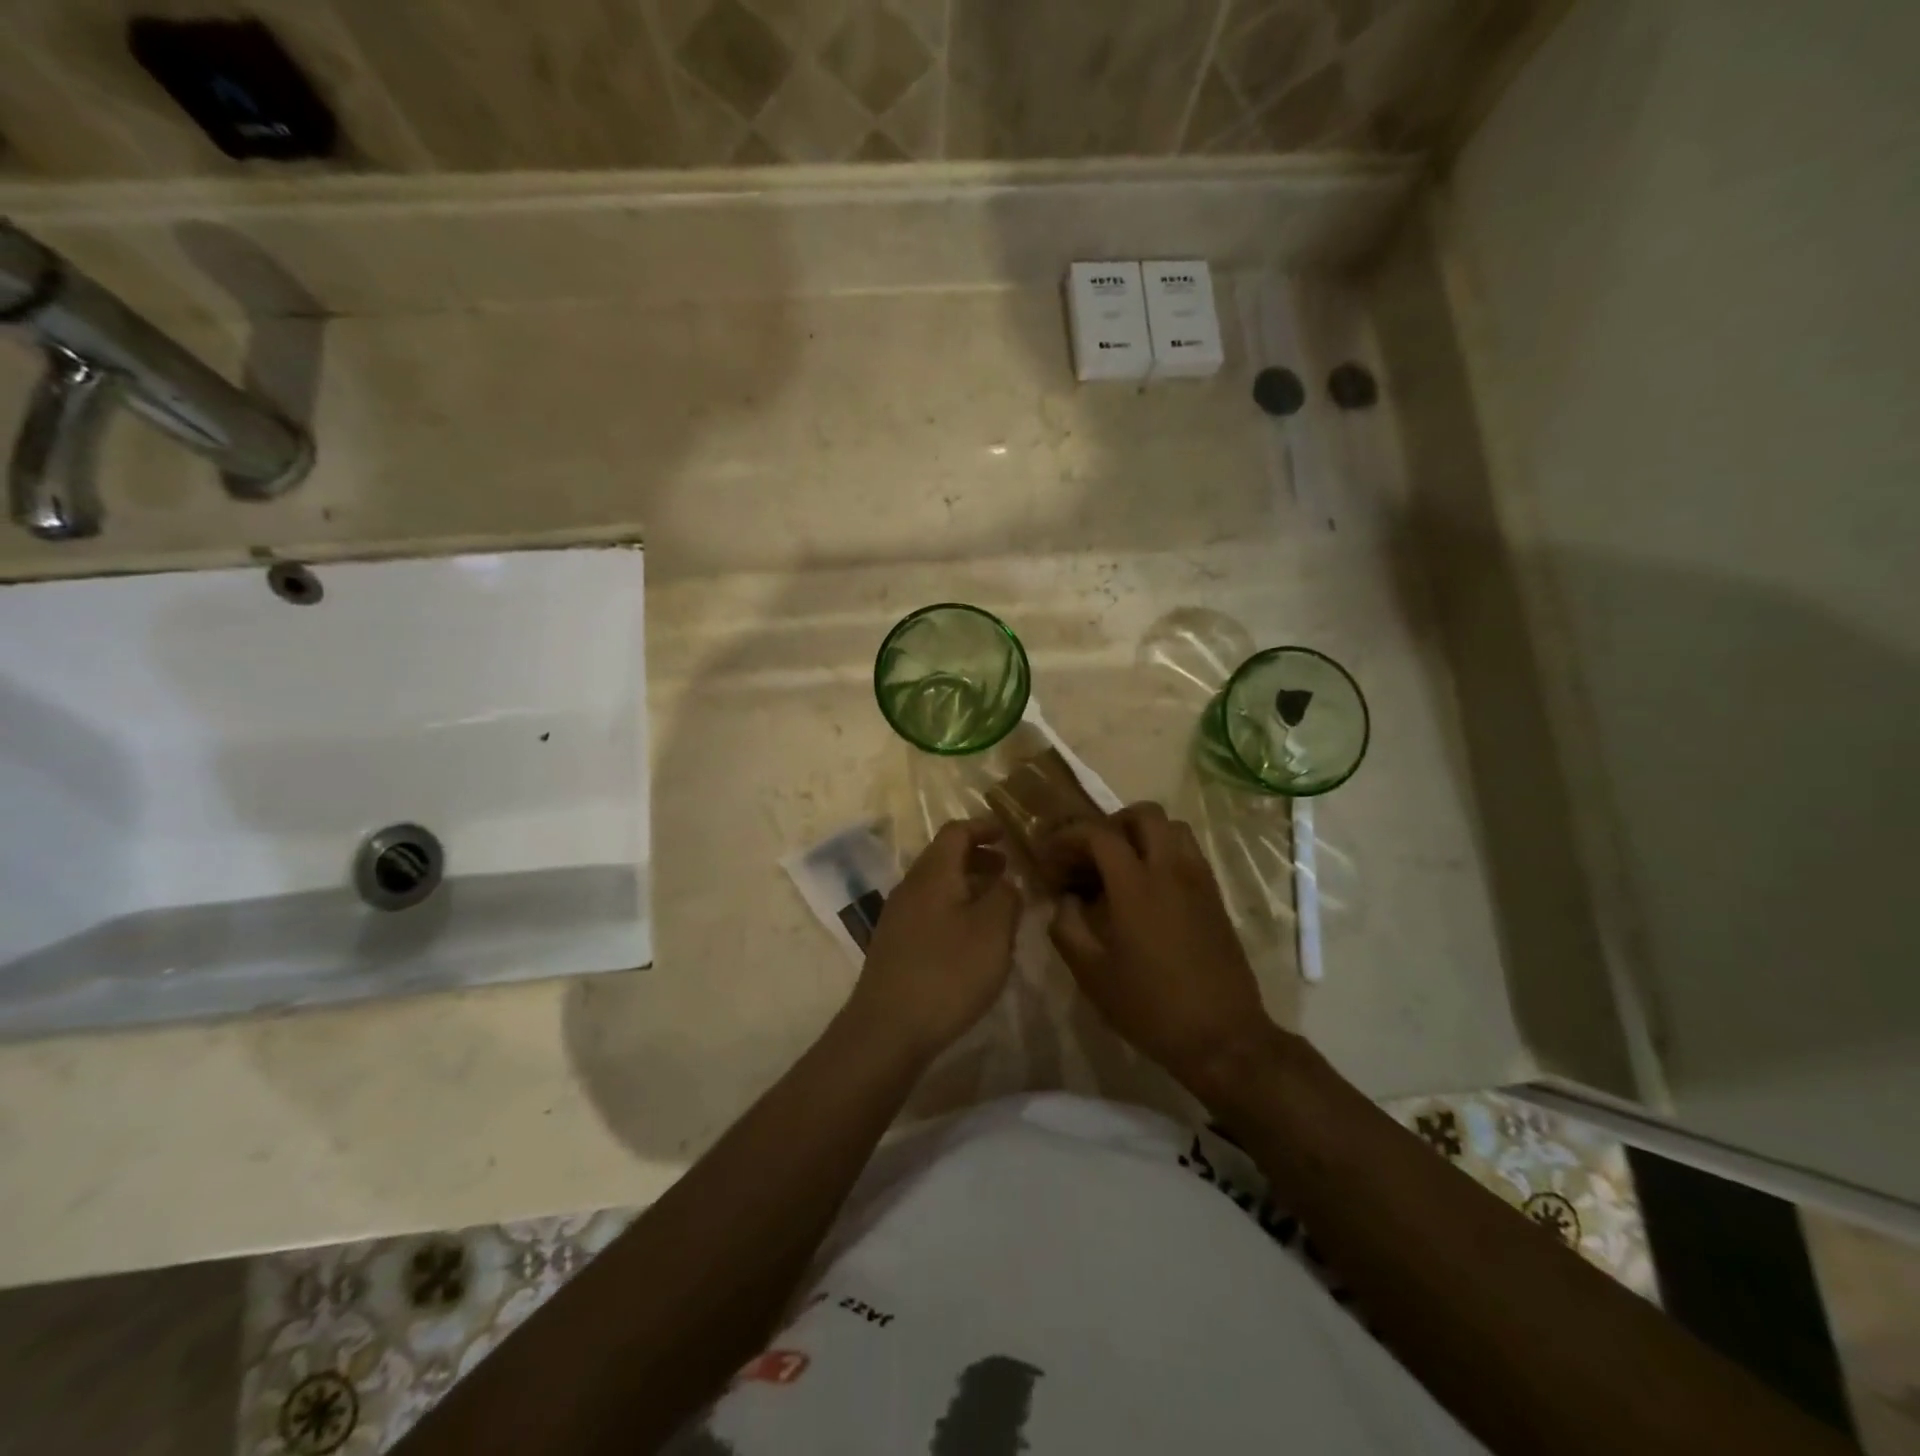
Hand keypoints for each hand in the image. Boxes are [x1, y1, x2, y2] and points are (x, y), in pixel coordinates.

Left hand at [845, 818, 1021, 1062]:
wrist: (887, 1029)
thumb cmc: (947, 972)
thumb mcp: (992, 931)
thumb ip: (1006, 897)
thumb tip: (1007, 880)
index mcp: (933, 873)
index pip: (956, 832)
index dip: (982, 827)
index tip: (1007, 835)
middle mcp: (910, 887)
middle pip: (944, 858)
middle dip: (977, 858)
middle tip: (1007, 870)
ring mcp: (897, 917)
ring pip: (937, 887)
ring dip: (967, 886)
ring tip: (996, 906)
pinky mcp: (894, 945)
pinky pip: (929, 912)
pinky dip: (954, 910)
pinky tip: (971, 940)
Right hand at [1043, 802, 1276, 1093]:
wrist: (1222, 1037)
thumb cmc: (1150, 1007)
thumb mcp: (1091, 974)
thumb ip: (1067, 927)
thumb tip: (1065, 899)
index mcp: (1136, 886)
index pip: (1099, 833)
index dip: (1069, 836)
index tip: (1051, 854)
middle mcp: (1171, 870)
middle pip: (1144, 814)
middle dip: (1111, 824)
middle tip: (1091, 854)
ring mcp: (1199, 880)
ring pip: (1173, 827)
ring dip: (1142, 834)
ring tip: (1121, 866)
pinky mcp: (1215, 896)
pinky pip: (1189, 852)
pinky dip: (1164, 852)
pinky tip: (1149, 888)